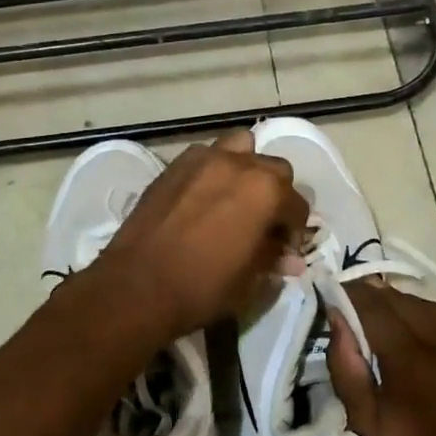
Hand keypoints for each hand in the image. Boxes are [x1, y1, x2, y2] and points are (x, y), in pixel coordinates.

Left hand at [72, 129, 308, 352]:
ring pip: (240, 148)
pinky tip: (203, 199)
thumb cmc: (203, 287)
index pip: (297, 204)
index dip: (294, 230)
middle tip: (262, 223)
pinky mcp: (175, 165)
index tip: (283, 250)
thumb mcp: (249, 282)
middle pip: (273, 168)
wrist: (138, 285)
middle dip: (275, 193)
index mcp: (267, 190)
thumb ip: (273, 260)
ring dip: (245, 169)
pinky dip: (213, 171)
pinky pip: (206, 157)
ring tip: (235, 199)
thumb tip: (291, 260)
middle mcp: (239, 164)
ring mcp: (204, 159)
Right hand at [327, 282, 435, 435]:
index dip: (354, 293)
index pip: (379, 309)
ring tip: (379, 311)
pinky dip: (428, 323)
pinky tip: (412, 336)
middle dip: (379, 295)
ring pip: (435, 314)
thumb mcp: (361, 425)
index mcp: (413, 364)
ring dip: (405, 305)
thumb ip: (347, 366)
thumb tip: (336, 317)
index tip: (333, 285)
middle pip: (409, 304)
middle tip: (351, 297)